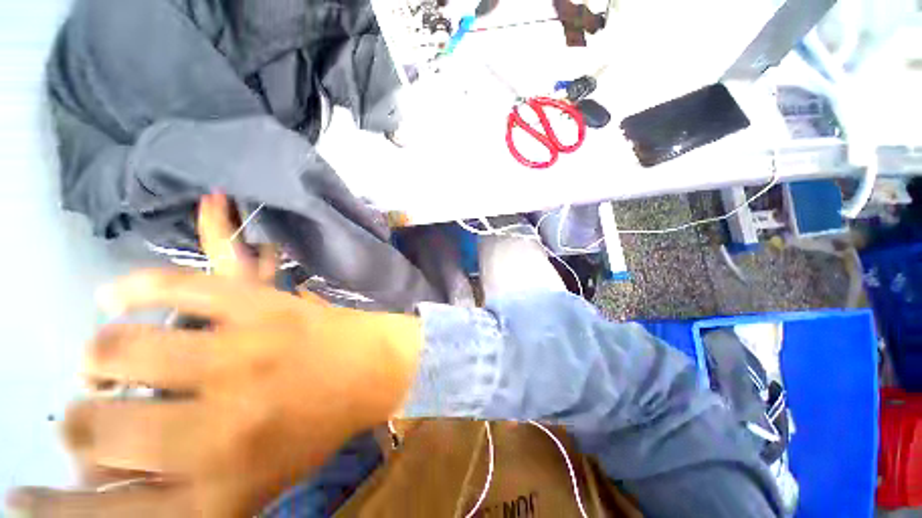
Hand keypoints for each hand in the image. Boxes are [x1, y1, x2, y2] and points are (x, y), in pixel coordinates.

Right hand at [7, 195, 422, 516]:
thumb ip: (171, 494)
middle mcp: (222, 426)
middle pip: (94, 426)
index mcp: (222, 491)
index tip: (17, 502)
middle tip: (91, 409)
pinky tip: (115, 295)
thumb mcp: (246, 489)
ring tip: (103, 356)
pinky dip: (134, 287)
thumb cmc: (315, 429)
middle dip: (80, 420)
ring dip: (99, 354)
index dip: (54, 512)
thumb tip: (99, 484)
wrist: (376, 366)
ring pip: (118, 347)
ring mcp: (243, 354)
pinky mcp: (263, 307)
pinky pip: (178, 284)